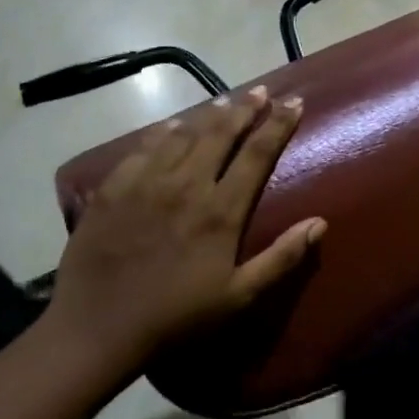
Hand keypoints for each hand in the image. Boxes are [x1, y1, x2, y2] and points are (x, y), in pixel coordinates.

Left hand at [45, 86, 325, 363]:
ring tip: (224, 102)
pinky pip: (143, 147)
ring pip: (183, 134)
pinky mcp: (114, 188)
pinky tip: (171, 126)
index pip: (257, 154)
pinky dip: (163, 132)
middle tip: (261, 91)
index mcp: (220, 210)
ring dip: (208, 115)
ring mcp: (146, 182)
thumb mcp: (238, 296)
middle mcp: (186, 184)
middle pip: (221, 133)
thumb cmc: (177, 316)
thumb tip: (319, 223)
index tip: (294, 102)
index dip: (278, 125)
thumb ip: (281, 258)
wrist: (98, 328)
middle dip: (245, 108)